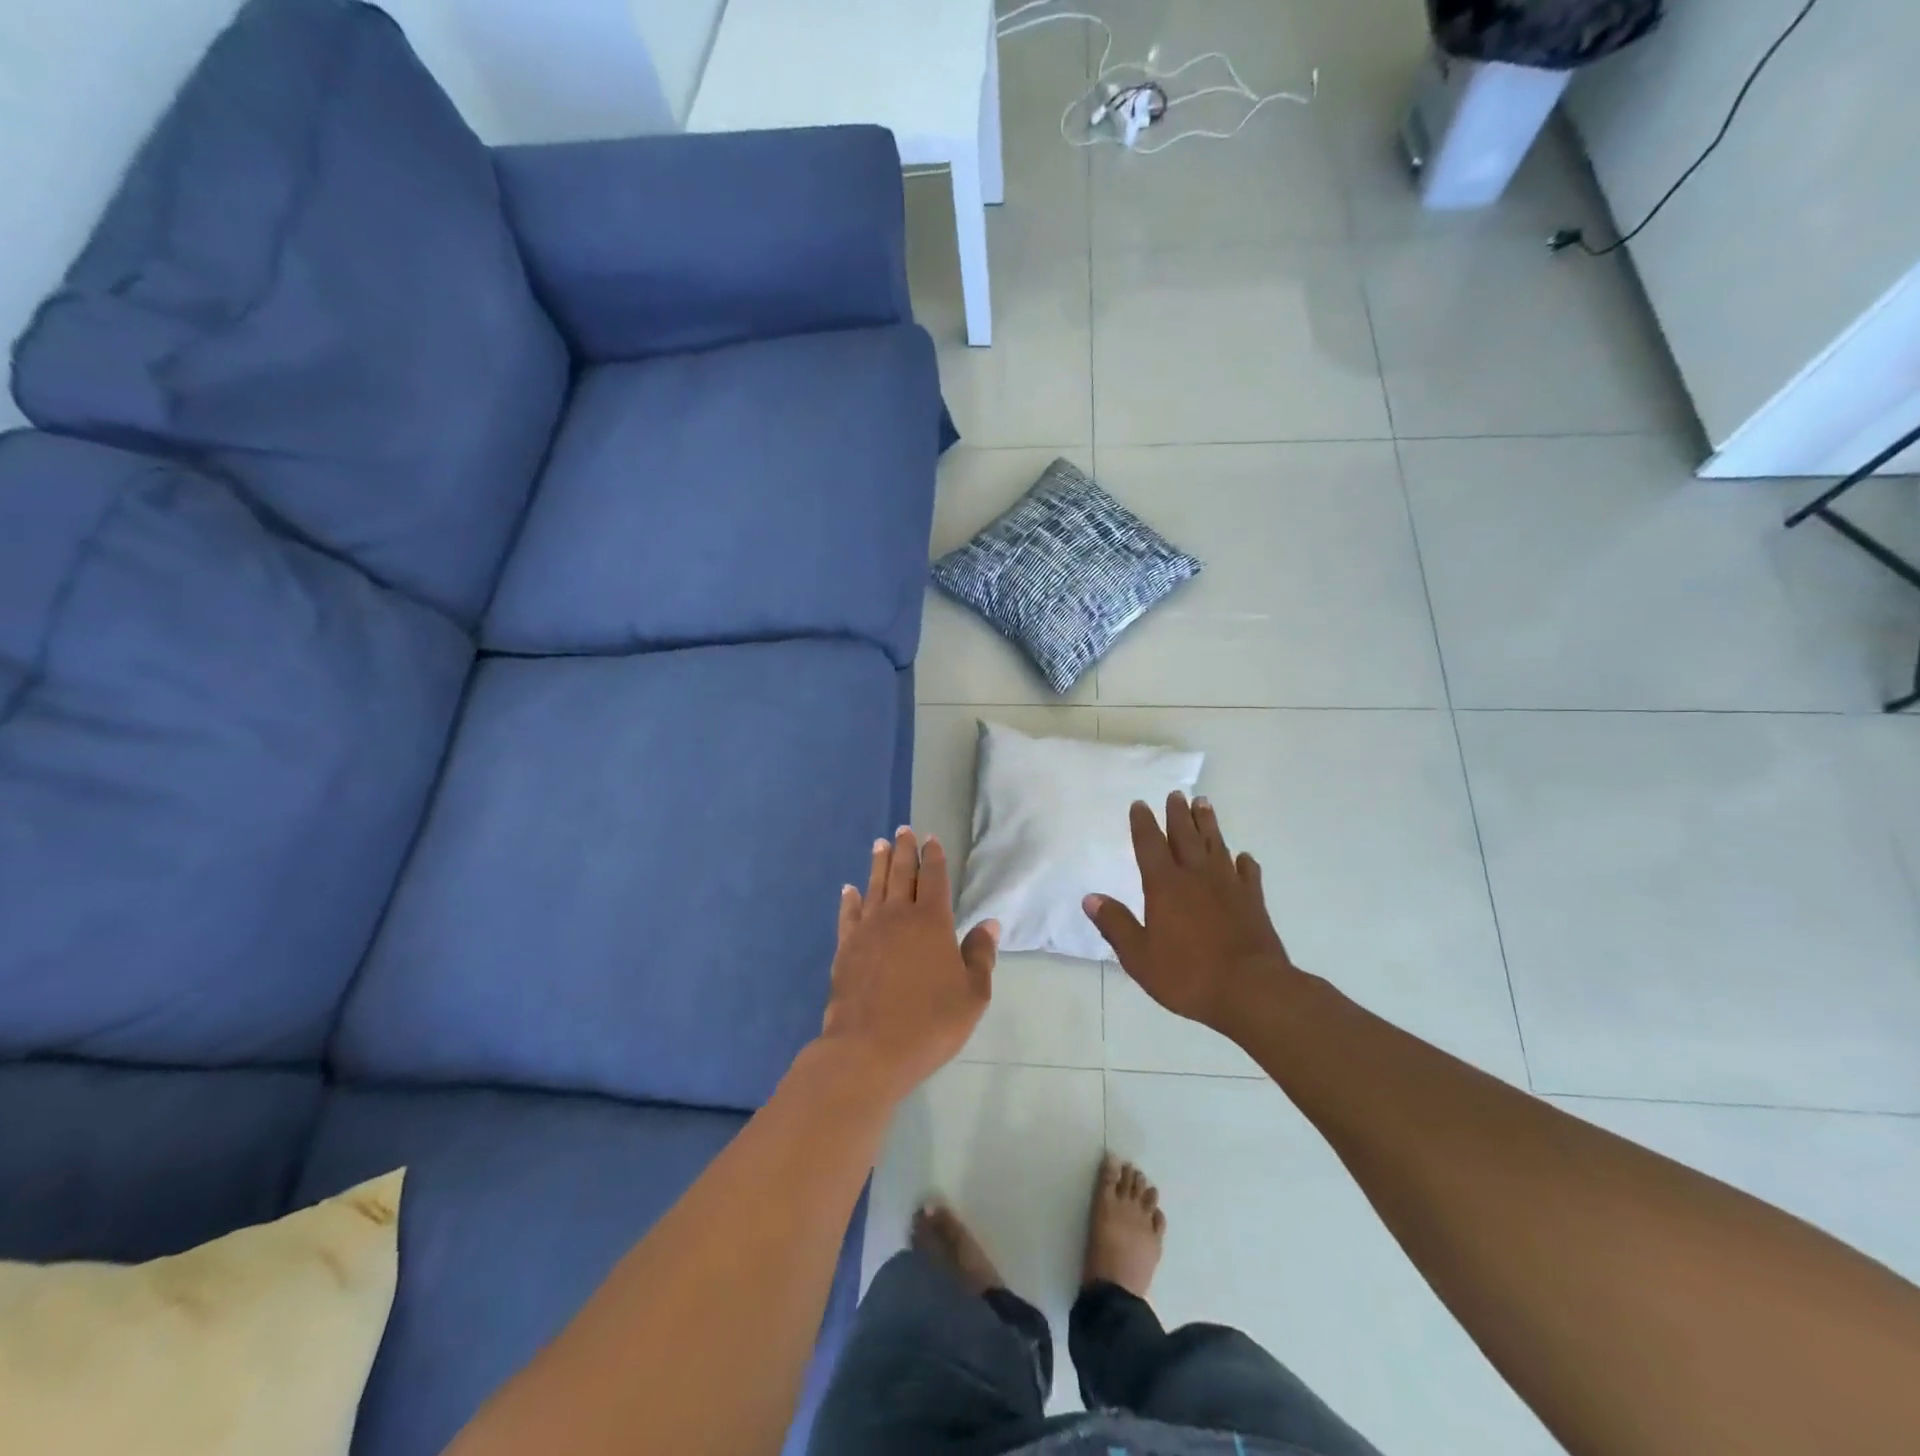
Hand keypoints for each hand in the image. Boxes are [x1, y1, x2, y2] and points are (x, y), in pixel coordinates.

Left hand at [818, 828, 998, 1104]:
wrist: (869, 1050)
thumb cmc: (930, 1022)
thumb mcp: (972, 994)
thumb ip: (980, 955)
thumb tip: (988, 923)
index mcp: (931, 922)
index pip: (933, 878)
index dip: (933, 857)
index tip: (931, 839)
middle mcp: (897, 916)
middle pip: (900, 874)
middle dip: (904, 850)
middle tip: (903, 829)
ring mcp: (867, 931)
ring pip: (874, 887)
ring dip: (878, 864)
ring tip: (879, 844)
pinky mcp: (845, 949)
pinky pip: (848, 915)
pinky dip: (850, 899)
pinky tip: (849, 890)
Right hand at [1083, 793, 1295, 1033]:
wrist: (1251, 990)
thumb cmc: (1188, 975)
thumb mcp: (1139, 956)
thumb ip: (1115, 924)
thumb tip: (1090, 897)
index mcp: (1165, 886)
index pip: (1150, 845)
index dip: (1143, 824)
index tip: (1140, 804)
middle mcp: (1196, 877)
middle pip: (1185, 836)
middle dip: (1178, 814)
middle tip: (1176, 794)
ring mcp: (1228, 886)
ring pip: (1216, 845)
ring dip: (1208, 824)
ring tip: (1204, 804)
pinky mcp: (1253, 901)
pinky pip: (1247, 873)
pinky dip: (1243, 862)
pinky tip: (1242, 857)